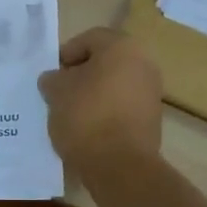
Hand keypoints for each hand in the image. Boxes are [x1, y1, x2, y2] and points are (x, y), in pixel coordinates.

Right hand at [38, 28, 163, 169]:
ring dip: (94, 93)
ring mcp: (151, 92)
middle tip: (60, 91)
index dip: (66, 54)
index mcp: (122, 47)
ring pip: (114, 84)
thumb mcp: (56, 92)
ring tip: (71, 113)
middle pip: (105, 61)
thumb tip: (55, 79)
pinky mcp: (153, 119)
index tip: (53, 75)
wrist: (121, 167)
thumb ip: (53, 78)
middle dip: (81, 74)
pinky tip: (89, 128)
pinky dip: (106, 111)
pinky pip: (123, 105)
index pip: (89, 39)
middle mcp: (144, 63)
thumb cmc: (87, 116)